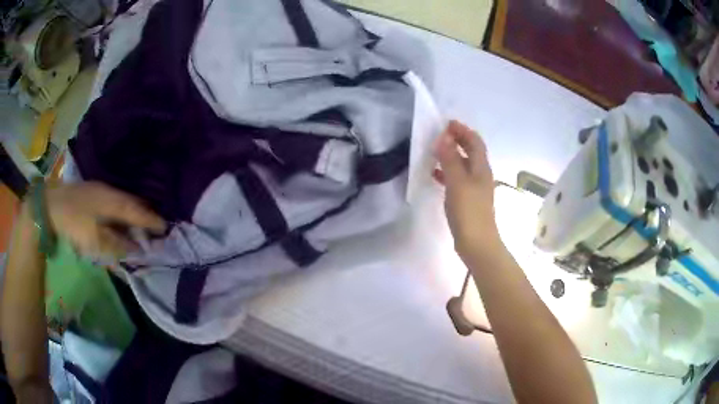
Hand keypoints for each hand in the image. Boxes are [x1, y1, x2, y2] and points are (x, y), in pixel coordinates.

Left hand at [38, 182, 165, 257]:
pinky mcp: (94, 192)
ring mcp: (102, 190)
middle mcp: (111, 192)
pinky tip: (121, 219)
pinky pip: (116, 202)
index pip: (139, 212)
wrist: (51, 204)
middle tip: (154, 228)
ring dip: (134, 213)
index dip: (152, 221)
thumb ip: (118, 244)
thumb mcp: (95, 239)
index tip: (165, 229)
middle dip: (146, 215)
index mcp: (114, 202)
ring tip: (140, 226)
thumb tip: (137, 248)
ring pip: (125, 202)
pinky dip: (123, 212)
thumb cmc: (75, 222)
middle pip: (134, 204)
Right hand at [433, 120, 498, 256]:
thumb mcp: (457, 181)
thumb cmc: (468, 210)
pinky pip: (458, 179)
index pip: (475, 142)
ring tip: (434, 152)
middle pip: (471, 152)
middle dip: (458, 140)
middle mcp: (481, 175)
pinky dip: (448, 173)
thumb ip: (450, 158)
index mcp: (481, 168)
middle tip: (440, 135)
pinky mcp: (469, 200)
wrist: (477, 242)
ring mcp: (475, 188)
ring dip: (451, 156)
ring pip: (463, 165)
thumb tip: (444, 137)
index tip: (447, 124)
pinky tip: (435, 175)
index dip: (463, 130)